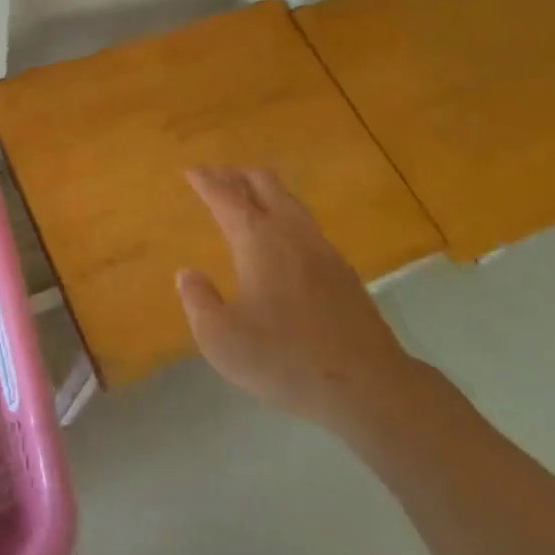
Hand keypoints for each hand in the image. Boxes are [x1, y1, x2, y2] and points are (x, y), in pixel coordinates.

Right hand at [177, 167, 421, 438]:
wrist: (367, 384)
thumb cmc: (285, 359)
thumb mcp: (221, 339)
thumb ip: (198, 301)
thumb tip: (188, 274)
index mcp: (257, 240)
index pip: (226, 197)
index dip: (206, 181)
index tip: (191, 170)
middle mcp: (290, 232)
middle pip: (264, 184)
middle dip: (237, 176)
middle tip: (216, 176)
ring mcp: (321, 248)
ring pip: (289, 200)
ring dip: (263, 190)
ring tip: (246, 196)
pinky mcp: (341, 269)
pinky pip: (304, 222)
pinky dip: (283, 212)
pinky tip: (281, 236)